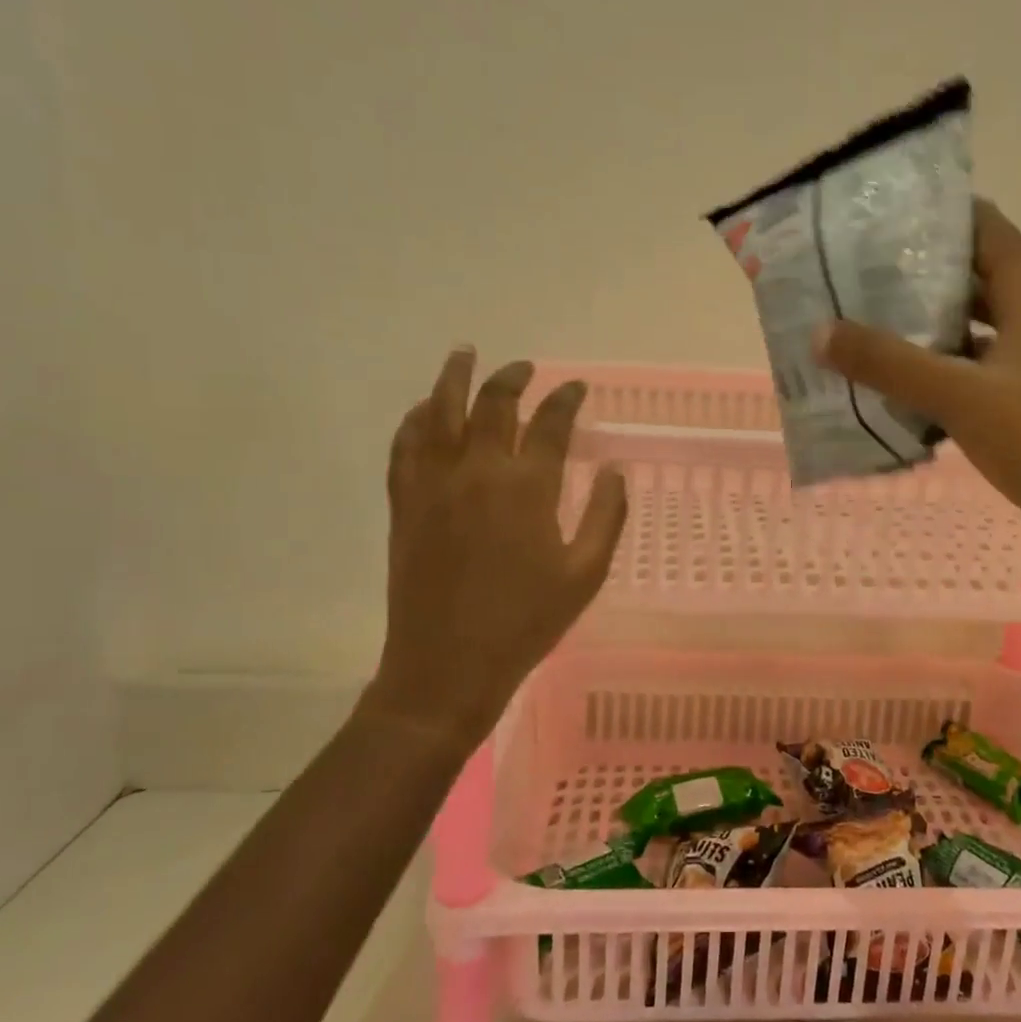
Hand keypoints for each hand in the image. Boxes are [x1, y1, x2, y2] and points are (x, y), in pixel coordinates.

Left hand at [367, 350, 627, 748]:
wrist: (447, 666)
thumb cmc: (525, 622)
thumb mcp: (584, 575)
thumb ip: (605, 517)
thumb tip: (616, 472)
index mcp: (528, 488)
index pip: (551, 424)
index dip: (566, 399)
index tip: (577, 388)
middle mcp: (479, 473)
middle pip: (493, 405)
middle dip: (512, 378)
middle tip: (525, 367)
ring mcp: (435, 486)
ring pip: (439, 413)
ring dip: (454, 379)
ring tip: (464, 355)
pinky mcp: (405, 505)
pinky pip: (404, 447)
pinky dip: (413, 421)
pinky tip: (421, 410)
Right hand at [816, 199, 1020, 560]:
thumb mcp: (958, 397)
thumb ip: (888, 363)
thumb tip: (820, 331)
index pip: (984, 227)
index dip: (937, 214)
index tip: (881, 216)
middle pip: (975, 273)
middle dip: (919, 270)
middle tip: (857, 273)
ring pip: (976, 321)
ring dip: (928, 320)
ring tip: (867, 321)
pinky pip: (979, 360)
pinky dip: (943, 362)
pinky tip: (902, 379)